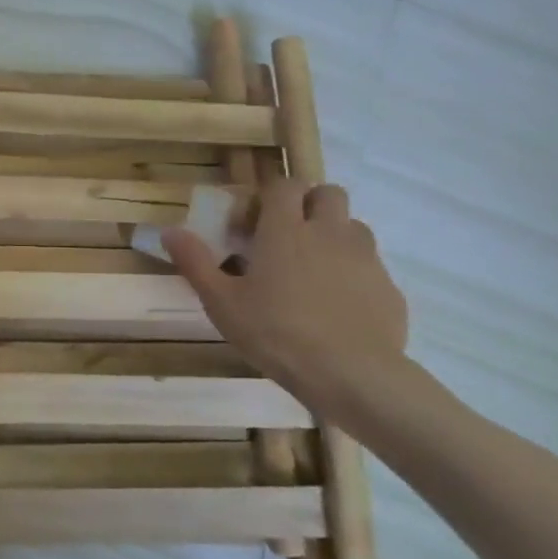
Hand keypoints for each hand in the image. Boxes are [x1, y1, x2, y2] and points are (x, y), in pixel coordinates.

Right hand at [163, 179, 407, 417]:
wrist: (351, 374)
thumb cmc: (275, 332)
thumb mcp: (221, 302)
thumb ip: (196, 262)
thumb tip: (170, 231)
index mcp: (285, 230)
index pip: (284, 185)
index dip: (270, 193)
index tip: (254, 218)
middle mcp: (329, 232)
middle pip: (328, 193)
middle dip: (309, 203)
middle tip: (288, 235)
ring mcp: (364, 258)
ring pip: (353, 226)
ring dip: (334, 235)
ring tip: (313, 268)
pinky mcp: (388, 287)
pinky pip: (369, 265)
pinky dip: (353, 272)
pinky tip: (337, 304)